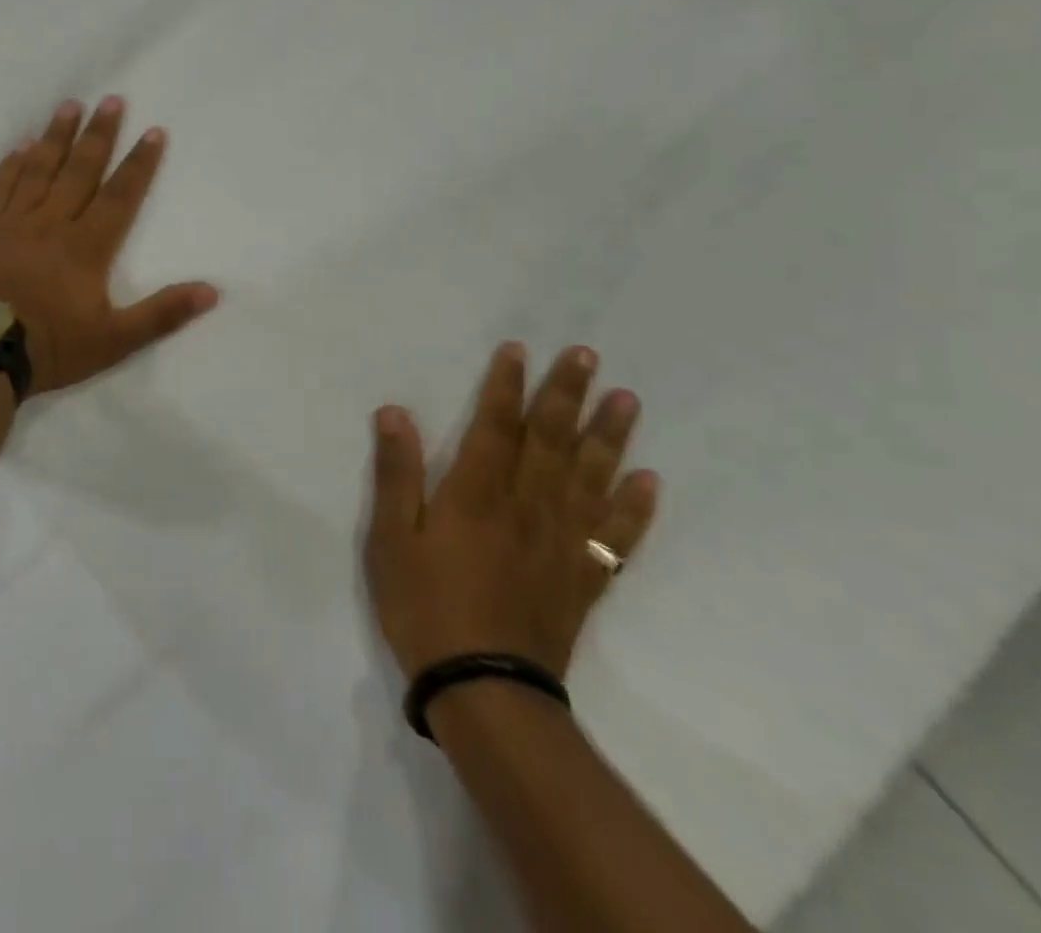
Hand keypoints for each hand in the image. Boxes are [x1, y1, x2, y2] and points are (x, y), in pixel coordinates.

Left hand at [0, 97, 219, 394]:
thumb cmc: (52, 346)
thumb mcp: (116, 341)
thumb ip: (163, 314)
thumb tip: (211, 292)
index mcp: (87, 246)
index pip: (120, 195)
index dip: (139, 163)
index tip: (154, 131)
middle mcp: (52, 223)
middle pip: (80, 170)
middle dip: (99, 134)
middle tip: (111, 99)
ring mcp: (14, 223)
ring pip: (39, 170)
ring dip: (57, 137)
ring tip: (69, 105)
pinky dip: (11, 165)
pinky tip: (21, 146)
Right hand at [365, 343, 659, 680]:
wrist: (484, 691)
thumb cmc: (426, 606)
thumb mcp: (392, 539)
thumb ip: (397, 473)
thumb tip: (394, 412)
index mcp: (478, 493)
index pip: (497, 425)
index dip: (507, 385)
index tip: (520, 349)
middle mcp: (527, 506)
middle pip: (552, 440)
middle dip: (567, 394)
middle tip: (587, 355)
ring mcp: (561, 542)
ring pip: (591, 477)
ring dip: (610, 436)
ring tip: (627, 400)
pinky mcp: (582, 578)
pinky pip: (615, 536)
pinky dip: (634, 508)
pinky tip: (649, 482)